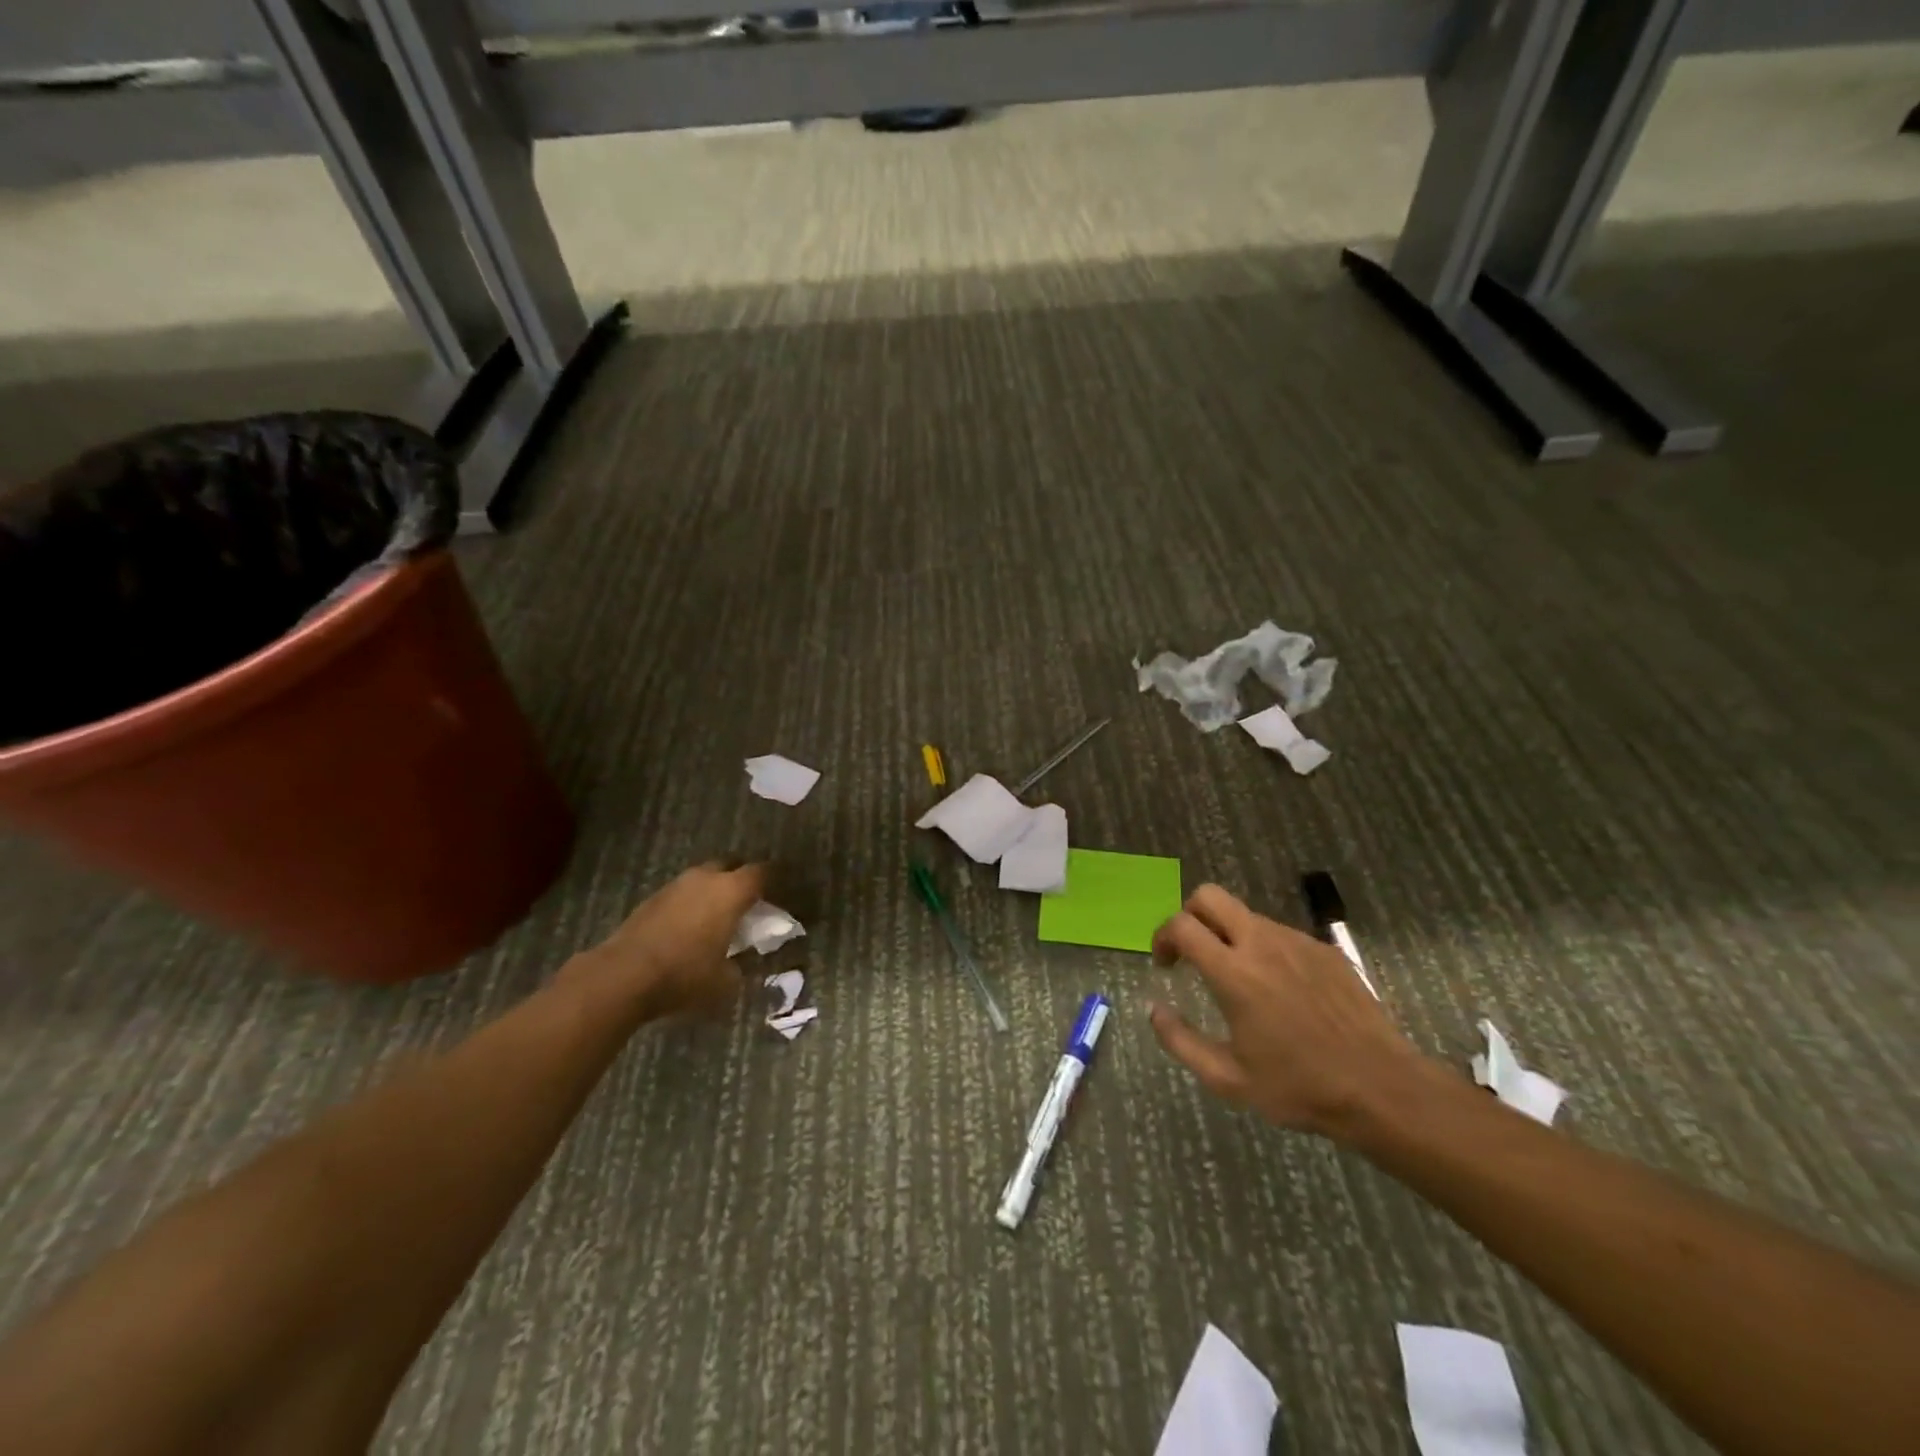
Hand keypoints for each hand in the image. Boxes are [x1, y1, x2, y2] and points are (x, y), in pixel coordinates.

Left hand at [571, 861, 767, 1020]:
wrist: (623, 975)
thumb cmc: (685, 975)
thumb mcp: (725, 982)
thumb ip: (741, 968)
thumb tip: (742, 965)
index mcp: (731, 891)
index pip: (762, 872)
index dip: (774, 880)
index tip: (782, 892)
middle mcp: (705, 879)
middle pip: (731, 866)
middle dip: (741, 879)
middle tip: (748, 902)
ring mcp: (675, 886)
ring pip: (703, 878)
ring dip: (713, 891)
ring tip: (717, 916)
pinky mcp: (651, 899)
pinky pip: (682, 894)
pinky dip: (690, 904)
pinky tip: (689, 927)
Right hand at [1148, 884, 1436, 1139]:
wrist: (1382, 1088)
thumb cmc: (1299, 1087)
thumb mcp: (1228, 1079)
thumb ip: (1180, 1040)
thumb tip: (1153, 1009)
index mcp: (1233, 973)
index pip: (1181, 924)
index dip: (1162, 937)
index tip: (1166, 964)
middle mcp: (1262, 944)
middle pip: (1209, 896)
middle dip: (1189, 915)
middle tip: (1192, 952)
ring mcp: (1297, 941)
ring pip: (1246, 914)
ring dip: (1228, 934)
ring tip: (1238, 978)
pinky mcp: (1324, 949)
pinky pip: (1280, 934)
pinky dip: (1264, 949)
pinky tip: (1280, 990)